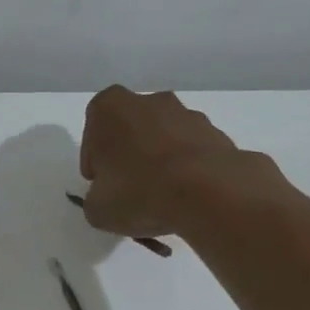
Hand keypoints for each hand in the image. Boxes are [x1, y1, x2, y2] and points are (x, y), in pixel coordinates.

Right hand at [79, 86, 262, 238]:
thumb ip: (96, 199)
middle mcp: (149, 101)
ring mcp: (187, 114)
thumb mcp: (97, 209)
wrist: (207, 192)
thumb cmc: (138, 191)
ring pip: (163, 139)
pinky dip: (186, 170)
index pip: (93, 131)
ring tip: (161, 199)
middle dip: (129, 156)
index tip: (101, 183)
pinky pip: (191, 153)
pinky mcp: (216, 133)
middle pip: (131, 130)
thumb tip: (106, 200)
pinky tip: (185, 198)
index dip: (95, 160)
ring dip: (159, 162)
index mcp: (110, 108)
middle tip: (129, 190)